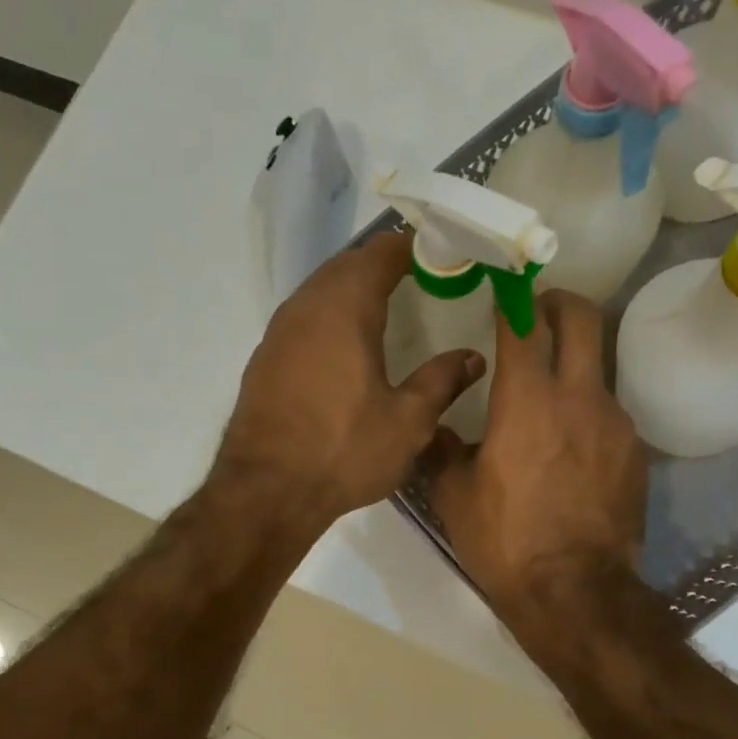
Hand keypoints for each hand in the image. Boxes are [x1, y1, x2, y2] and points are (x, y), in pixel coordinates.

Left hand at [214, 231, 483, 532]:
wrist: (265, 491)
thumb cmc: (342, 451)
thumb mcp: (407, 421)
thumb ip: (441, 381)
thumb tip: (472, 357)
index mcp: (345, 308)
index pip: (382, 253)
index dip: (414, 247)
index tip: (444, 255)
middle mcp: (306, 307)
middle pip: (348, 264)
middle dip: (384, 263)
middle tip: (422, 277)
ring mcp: (279, 331)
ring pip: (321, 289)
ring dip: (354, 287)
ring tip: (389, 305)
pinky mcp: (265, 358)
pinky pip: (305, 317)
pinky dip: (331, 314)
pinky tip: (347, 343)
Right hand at [426, 290, 646, 625]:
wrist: (575, 592)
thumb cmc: (505, 540)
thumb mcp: (453, 496)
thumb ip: (442, 449)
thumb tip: (435, 428)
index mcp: (527, 399)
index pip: (523, 324)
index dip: (513, 296)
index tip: (503, 286)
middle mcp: (578, 397)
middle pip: (582, 319)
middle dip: (560, 302)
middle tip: (539, 310)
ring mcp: (614, 423)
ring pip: (598, 368)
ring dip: (573, 365)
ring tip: (549, 397)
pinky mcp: (634, 453)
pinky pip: (609, 414)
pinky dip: (588, 413)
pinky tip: (570, 448)